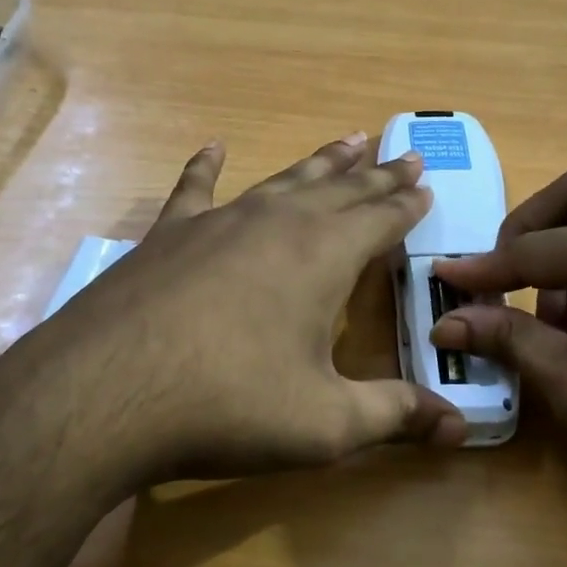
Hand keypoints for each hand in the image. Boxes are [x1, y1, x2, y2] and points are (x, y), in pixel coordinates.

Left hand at [2, 134, 466, 493]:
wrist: (106, 392)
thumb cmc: (228, 405)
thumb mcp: (324, 424)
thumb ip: (394, 416)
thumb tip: (460, 426)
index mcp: (323, 256)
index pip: (381, 219)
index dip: (407, 204)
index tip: (426, 182)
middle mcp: (276, 223)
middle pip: (340, 190)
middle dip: (376, 174)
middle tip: (403, 152)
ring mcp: (218, 222)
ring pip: (282, 181)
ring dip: (318, 163)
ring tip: (347, 140)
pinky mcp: (167, 235)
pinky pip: (195, 189)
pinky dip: (206, 167)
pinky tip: (213, 147)